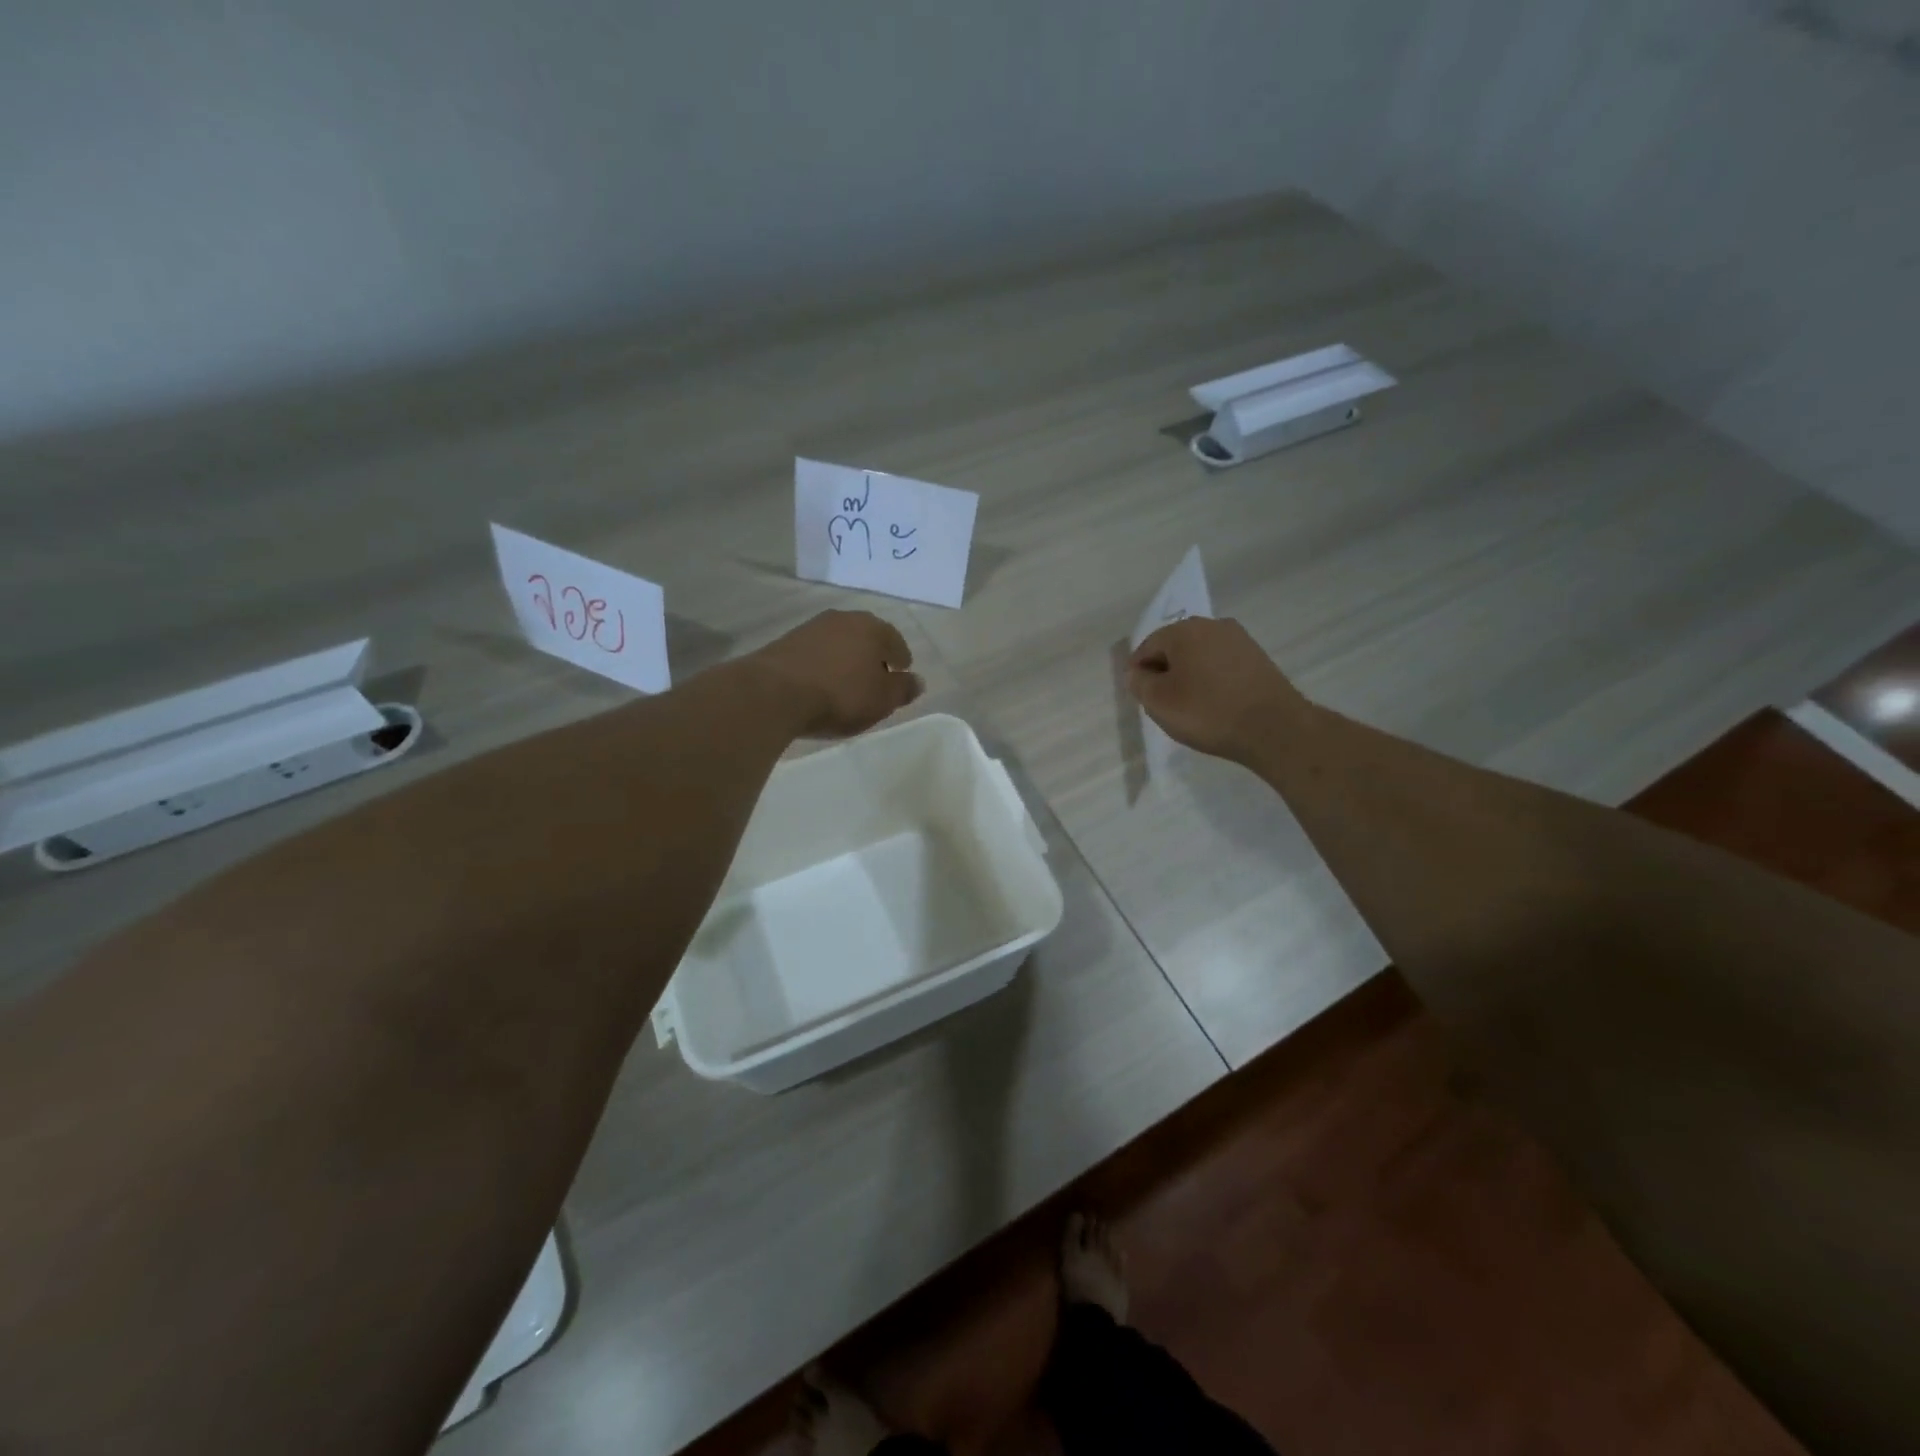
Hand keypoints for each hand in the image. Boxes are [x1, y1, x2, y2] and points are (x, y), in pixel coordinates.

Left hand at [747, 610, 923, 737]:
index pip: (895, 641)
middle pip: (866, 637)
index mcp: (872, 628)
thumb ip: (902, 689)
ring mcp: (811, 627)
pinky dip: (823, 664)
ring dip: (846, 658)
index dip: (901, 659)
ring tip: (847, 682)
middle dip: (873, 655)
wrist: (774, 693)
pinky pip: (816, 652)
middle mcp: (843, 619)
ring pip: (839, 642)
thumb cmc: (840, 696)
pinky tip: (821, 682)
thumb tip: (917, 681)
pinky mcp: (786, 642)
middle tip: (876, 677)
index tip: (901, 673)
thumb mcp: (881, 700)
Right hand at [1129, 617, 1308, 764]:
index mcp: (1183, 630)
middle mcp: (1212, 625)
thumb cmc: (1208, 712)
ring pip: (1200, 656)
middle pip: (1175, 647)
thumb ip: (1139, 683)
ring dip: (1190, 676)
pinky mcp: (1258, 657)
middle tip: (1164, 703)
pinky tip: (1215, 703)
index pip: (1147, 647)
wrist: (1274, 727)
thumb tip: (1137, 672)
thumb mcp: (1159, 702)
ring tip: (1190, 706)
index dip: (1139, 673)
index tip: (1143, 698)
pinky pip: (1222, 665)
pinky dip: (1212, 680)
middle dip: (1165, 672)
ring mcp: (1239, 640)